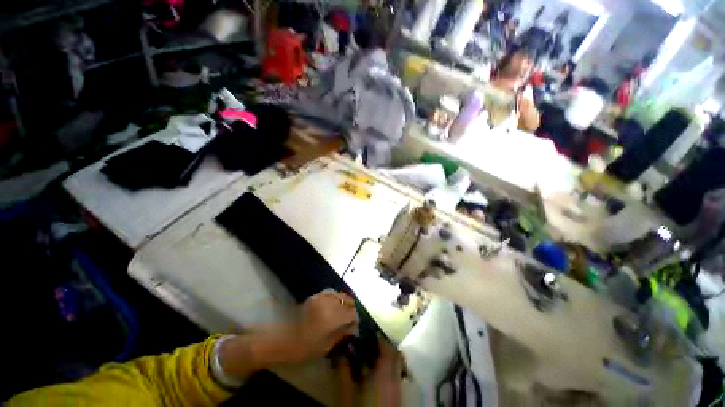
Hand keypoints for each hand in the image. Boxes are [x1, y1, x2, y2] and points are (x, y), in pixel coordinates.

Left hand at [294, 291, 358, 360]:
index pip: (352, 313)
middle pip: (348, 302)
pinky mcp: (316, 296)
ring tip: (343, 312)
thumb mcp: (326, 346)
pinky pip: (331, 292)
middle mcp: (330, 304)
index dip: (355, 320)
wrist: (284, 339)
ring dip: (345, 303)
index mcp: (334, 318)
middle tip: (350, 320)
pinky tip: (335, 304)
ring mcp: (322, 298)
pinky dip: (336, 297)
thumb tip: (354, 328)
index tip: (355, 327)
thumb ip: (342, 334)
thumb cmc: (305, 348)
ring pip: (341, 295)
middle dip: (351, 310)